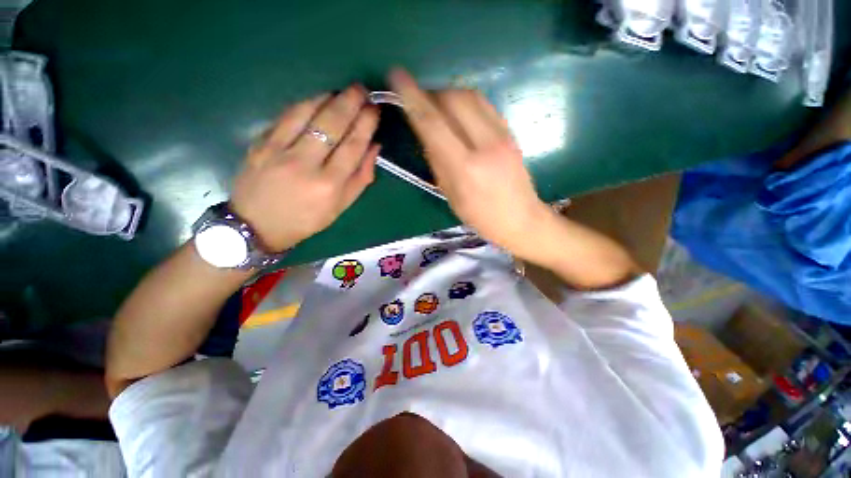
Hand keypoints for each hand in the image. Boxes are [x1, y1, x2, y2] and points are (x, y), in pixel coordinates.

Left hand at [230, 85, 379, 250]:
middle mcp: (305, 165)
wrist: (257, 225)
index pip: (353, 146)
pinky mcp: (260, 143)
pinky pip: (286, 115)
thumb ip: (361, 177)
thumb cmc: (307, 220)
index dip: (366, 124)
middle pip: (332, 124)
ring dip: (328, 97)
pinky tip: (317, 100)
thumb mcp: (341, 206)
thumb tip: (374, 147)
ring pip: (307, 112)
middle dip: (351, 102)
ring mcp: (279, 151)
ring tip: (343, 92)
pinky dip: (305, 103)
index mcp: (329, 185)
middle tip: (362, 90)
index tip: (374, 109)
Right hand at [389, 69, 551, 258]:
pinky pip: (484, 104)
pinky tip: (458, 112)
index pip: (433, 124)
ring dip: (448, 94)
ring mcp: (502, 135)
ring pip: (470, 96)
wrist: (521, 218)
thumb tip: (426, 133)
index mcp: (465, 168)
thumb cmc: (481, 216)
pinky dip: (465, 101)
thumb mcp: (451, 195)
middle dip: (431, 93)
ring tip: (437, 105)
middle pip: (453, 99)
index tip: (397, 77)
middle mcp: (485, 145)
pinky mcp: (510, 132)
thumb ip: (437, 162)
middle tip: (420, 100)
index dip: (412, 98)